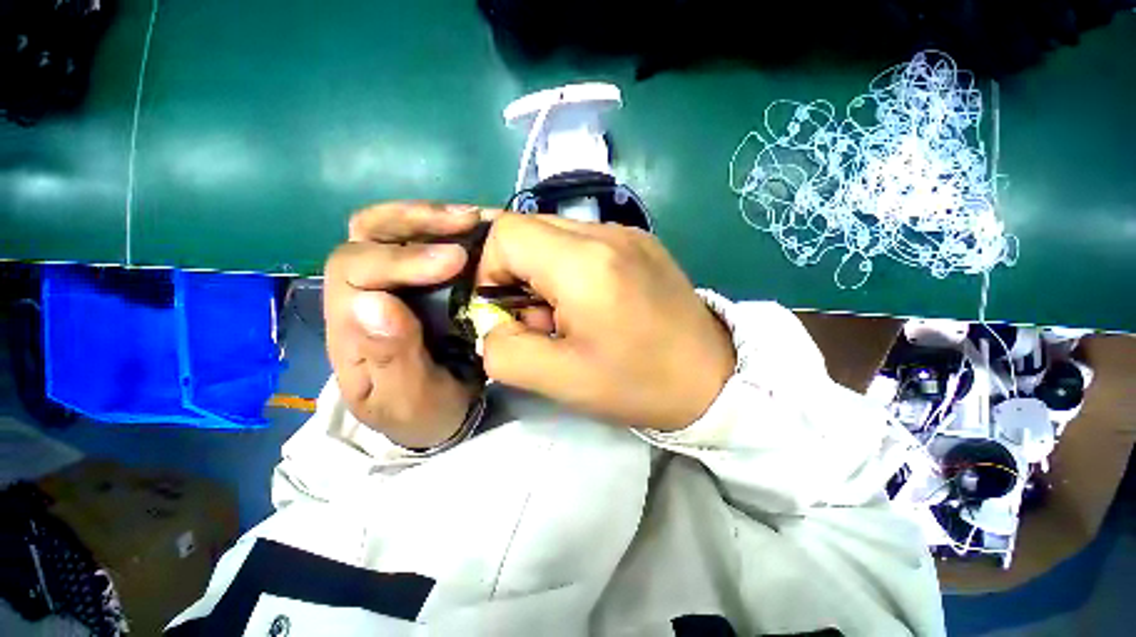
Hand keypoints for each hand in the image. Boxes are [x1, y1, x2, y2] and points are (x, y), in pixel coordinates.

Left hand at [323, 202, 482, 448]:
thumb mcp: (407, 399)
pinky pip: (422, 241)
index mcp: (350, 328)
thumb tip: (375, 302)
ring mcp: (391, 283)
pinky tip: (477, 230)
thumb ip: (390, 359)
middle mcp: (362, 294)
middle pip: (365, 235)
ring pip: (389, 229)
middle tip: (466, 221)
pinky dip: (448, 229)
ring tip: (474, 218)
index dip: (401, 259)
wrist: (438, 414)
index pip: (355, 272)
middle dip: (413, 221)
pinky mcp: (419, 282)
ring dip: (430, 217)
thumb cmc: (421, 412)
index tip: (454, 261)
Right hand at [478, 214, 736, 430]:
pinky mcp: (641, 242)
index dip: (489, 270)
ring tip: (570, 315)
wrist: (712, 378)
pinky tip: (594, 303)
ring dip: (545, 274)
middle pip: (529, 229)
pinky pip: (584, 243)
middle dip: (517, 274)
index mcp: (585, 263)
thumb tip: (490, 324)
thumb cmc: (638, 383)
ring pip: (555, 236)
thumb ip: (504, 351)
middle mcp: (607, 233)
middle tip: (540, 319)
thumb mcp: (560, 379)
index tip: (505, 310)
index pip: (505, 233)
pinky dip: (571, 270)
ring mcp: (628, 233)